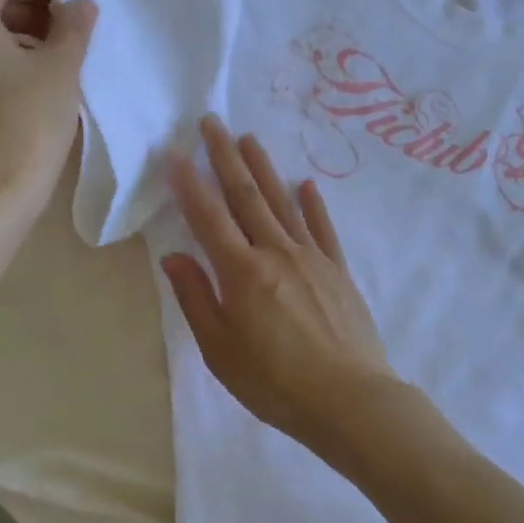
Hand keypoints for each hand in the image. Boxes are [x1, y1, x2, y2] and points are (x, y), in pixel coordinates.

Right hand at [161, 115, 399, 449]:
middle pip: (246, 196)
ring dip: (264, 168)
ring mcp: (312, 258)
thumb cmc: (274, 382)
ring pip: (282, 203)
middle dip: (225, 157)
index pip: (208, 217)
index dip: (189, 184)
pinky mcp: (338, 271)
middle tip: (212, 122)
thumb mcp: (221, 350)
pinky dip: (313, 204)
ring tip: (248, 139)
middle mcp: (276, 252)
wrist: (349, 400)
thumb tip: (174, 256)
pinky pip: (323, 228)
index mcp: (241, 272)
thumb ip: (196, 299)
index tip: (175, 153)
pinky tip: (306, 185)